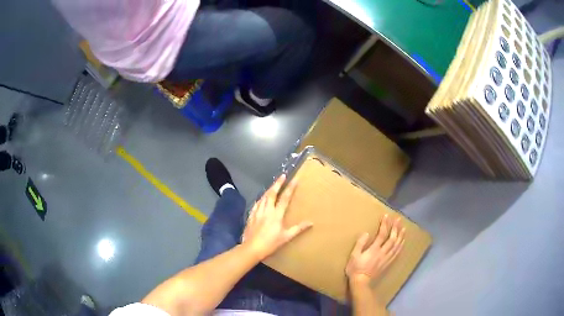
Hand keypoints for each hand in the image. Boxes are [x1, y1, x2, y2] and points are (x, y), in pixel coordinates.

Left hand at [242, 174, 312, 260]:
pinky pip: (256, 204)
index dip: (290, 188)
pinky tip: (261, 199)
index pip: (285, 198)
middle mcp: (267, 210)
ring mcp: (257, 212)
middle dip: (277, 184)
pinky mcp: (251, 216)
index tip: (295, 179)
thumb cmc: (271, 243)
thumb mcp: (286, 237)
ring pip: (263, 197)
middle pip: (272, 193)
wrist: (252, 248)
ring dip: (269, 190)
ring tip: (273, 185)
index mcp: (276, 215)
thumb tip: (311, 222)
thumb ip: (298, 229)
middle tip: (282, 176)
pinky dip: (260, 199)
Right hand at [346, 215, 405, 286]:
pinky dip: (401, 246)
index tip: (386, 216)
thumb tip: (366, 233)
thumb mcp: (354, 256)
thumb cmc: (356, 268)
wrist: (361, 282)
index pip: (382, 234)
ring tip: (404, 228)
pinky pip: (397, 253)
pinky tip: (402, 242)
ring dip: (401, 236)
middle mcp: (383, 252)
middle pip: (392, 238)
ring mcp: (387, 258)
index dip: (385, 224)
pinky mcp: (388, 263)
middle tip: (399, 219)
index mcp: (374, 249)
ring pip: (397, 245)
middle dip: (396, 228)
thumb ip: (360, 244)